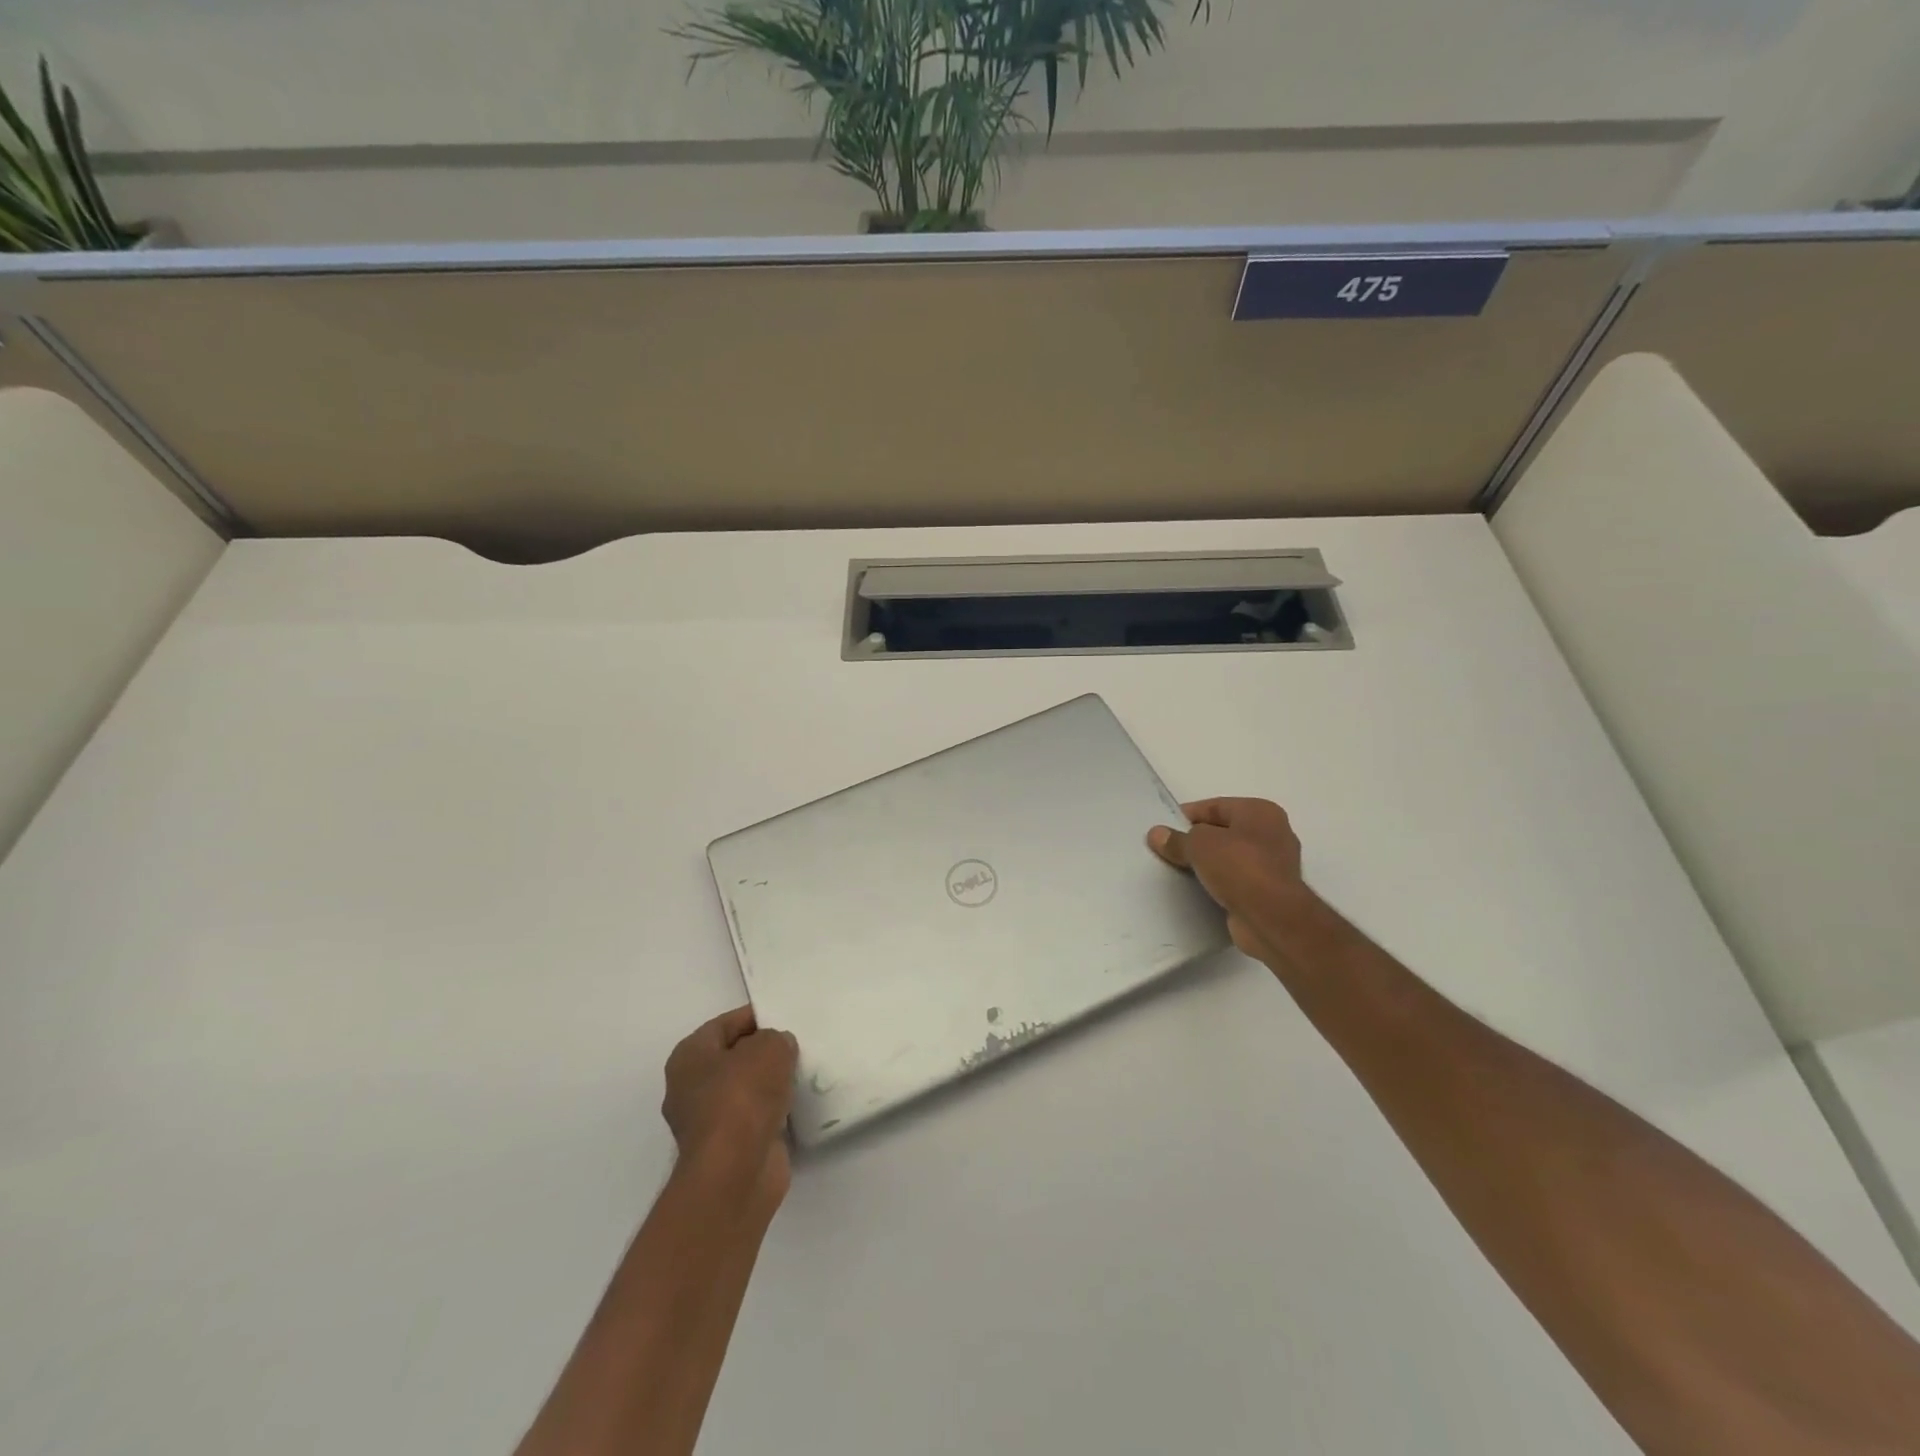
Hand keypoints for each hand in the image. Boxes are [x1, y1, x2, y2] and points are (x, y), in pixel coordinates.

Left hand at [662, 1007, 798, 1213]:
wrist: (735, 1173)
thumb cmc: (742, 1098)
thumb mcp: (768, 1049)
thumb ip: (775, 1039)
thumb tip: (778, 1048)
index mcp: (688, 1057)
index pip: (724, 1024)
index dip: (754, 1017)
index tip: (784, 1017)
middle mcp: (689, 1088)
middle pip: (732, 1057)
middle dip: (762, 1052)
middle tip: (795, 1045)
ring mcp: (707, 1122)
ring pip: (744, 1090)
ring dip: (769, 1084)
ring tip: (801, 1072)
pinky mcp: (727, 1148)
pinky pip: (753, 1117)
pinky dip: (772, 1111)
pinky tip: (796, 1104)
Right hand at [1147, 797, 1311, 962]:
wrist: (1271, 919)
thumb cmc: (1239, 867)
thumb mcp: (1199, 845)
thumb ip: (1177, 839)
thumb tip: (1156, 834)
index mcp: (1261, 812)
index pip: (1215, 806)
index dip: (1187, 815)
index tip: (1163, 829)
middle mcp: (1272, 834)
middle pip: (1223, 832)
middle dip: (1196, 841)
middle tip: (1167, 850)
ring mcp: (1274, 866)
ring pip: (1229, 858)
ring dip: (1206, 865)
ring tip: (1177, 870)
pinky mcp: (1269, 893)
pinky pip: (1235, 882)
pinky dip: (1218, 885)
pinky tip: (1197, 890)